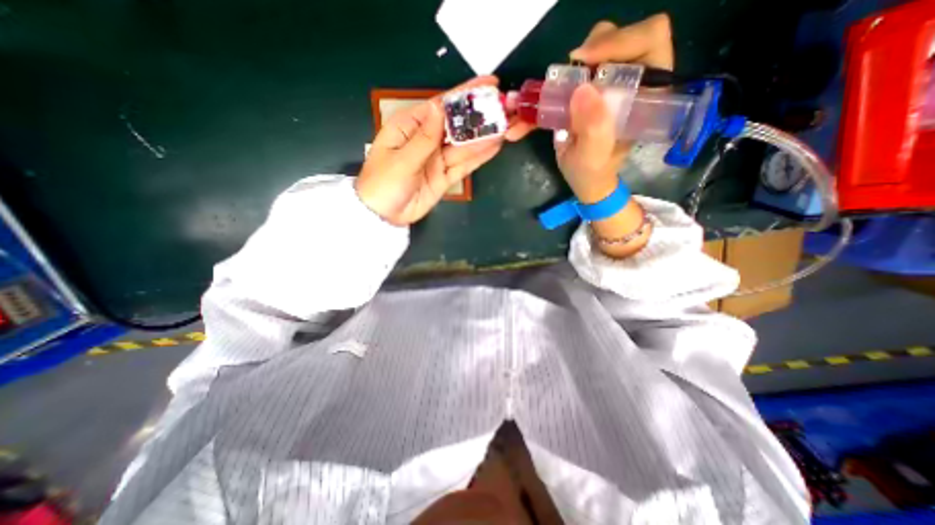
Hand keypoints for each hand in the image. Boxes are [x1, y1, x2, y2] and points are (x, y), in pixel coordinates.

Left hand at [357, 74, 504, 224]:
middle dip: (481, 116)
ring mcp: (438, 159)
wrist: (384, 216)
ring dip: (485, 136)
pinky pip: (464, 165)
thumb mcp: (401, 160)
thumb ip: (424, 138)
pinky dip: (479, 157)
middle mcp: (427, 139)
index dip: (465, 95)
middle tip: (507, 107)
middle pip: (457, 125)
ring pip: (464, 146)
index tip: (490, 85)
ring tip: (509, 125)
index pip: (441, 106)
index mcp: (410, 126)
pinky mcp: (445, 176)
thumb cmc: (383, 184)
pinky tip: (495, 146)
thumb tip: (440, 108)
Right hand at [554, 13, 672, 202]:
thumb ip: (593, 130)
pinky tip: (560, 90)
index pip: (649, 41)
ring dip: (578, 60)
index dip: (620, 41)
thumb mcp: (593, 158)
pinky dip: (566, 74)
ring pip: (601, 45)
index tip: (586, 62)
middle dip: (596, 47)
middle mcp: (636, 81)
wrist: (585, 180)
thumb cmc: (594, 172)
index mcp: (649, 94)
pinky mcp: (594, 88)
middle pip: (624, 35)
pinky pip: (581, 66)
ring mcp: (613, 82)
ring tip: (564, 85)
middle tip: (571, 70)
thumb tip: (582, 89)